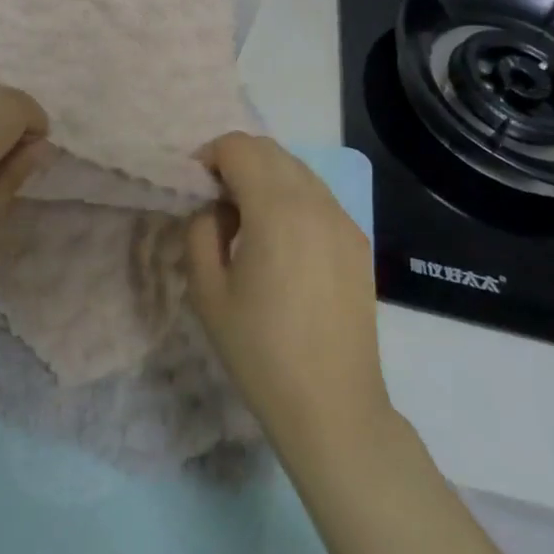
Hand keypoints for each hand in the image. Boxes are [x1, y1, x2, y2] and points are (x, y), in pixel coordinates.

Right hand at [185, 133, 393, 468]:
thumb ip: (201, 230)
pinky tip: (282, 242)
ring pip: (297, 169)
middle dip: (236, 162)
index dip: (210, 157)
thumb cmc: (260, 351)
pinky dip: (292, 197)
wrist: (332, 407)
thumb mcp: (207, 291)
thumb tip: (215, 207)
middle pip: (269, 150)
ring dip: (265, 177)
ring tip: (248, 222)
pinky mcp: (358, 241)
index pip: (239, 147)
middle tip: (216, 203)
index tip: (195, 190)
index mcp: (276, 209)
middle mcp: (315, 202)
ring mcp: (343, 219)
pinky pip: (318, 196)